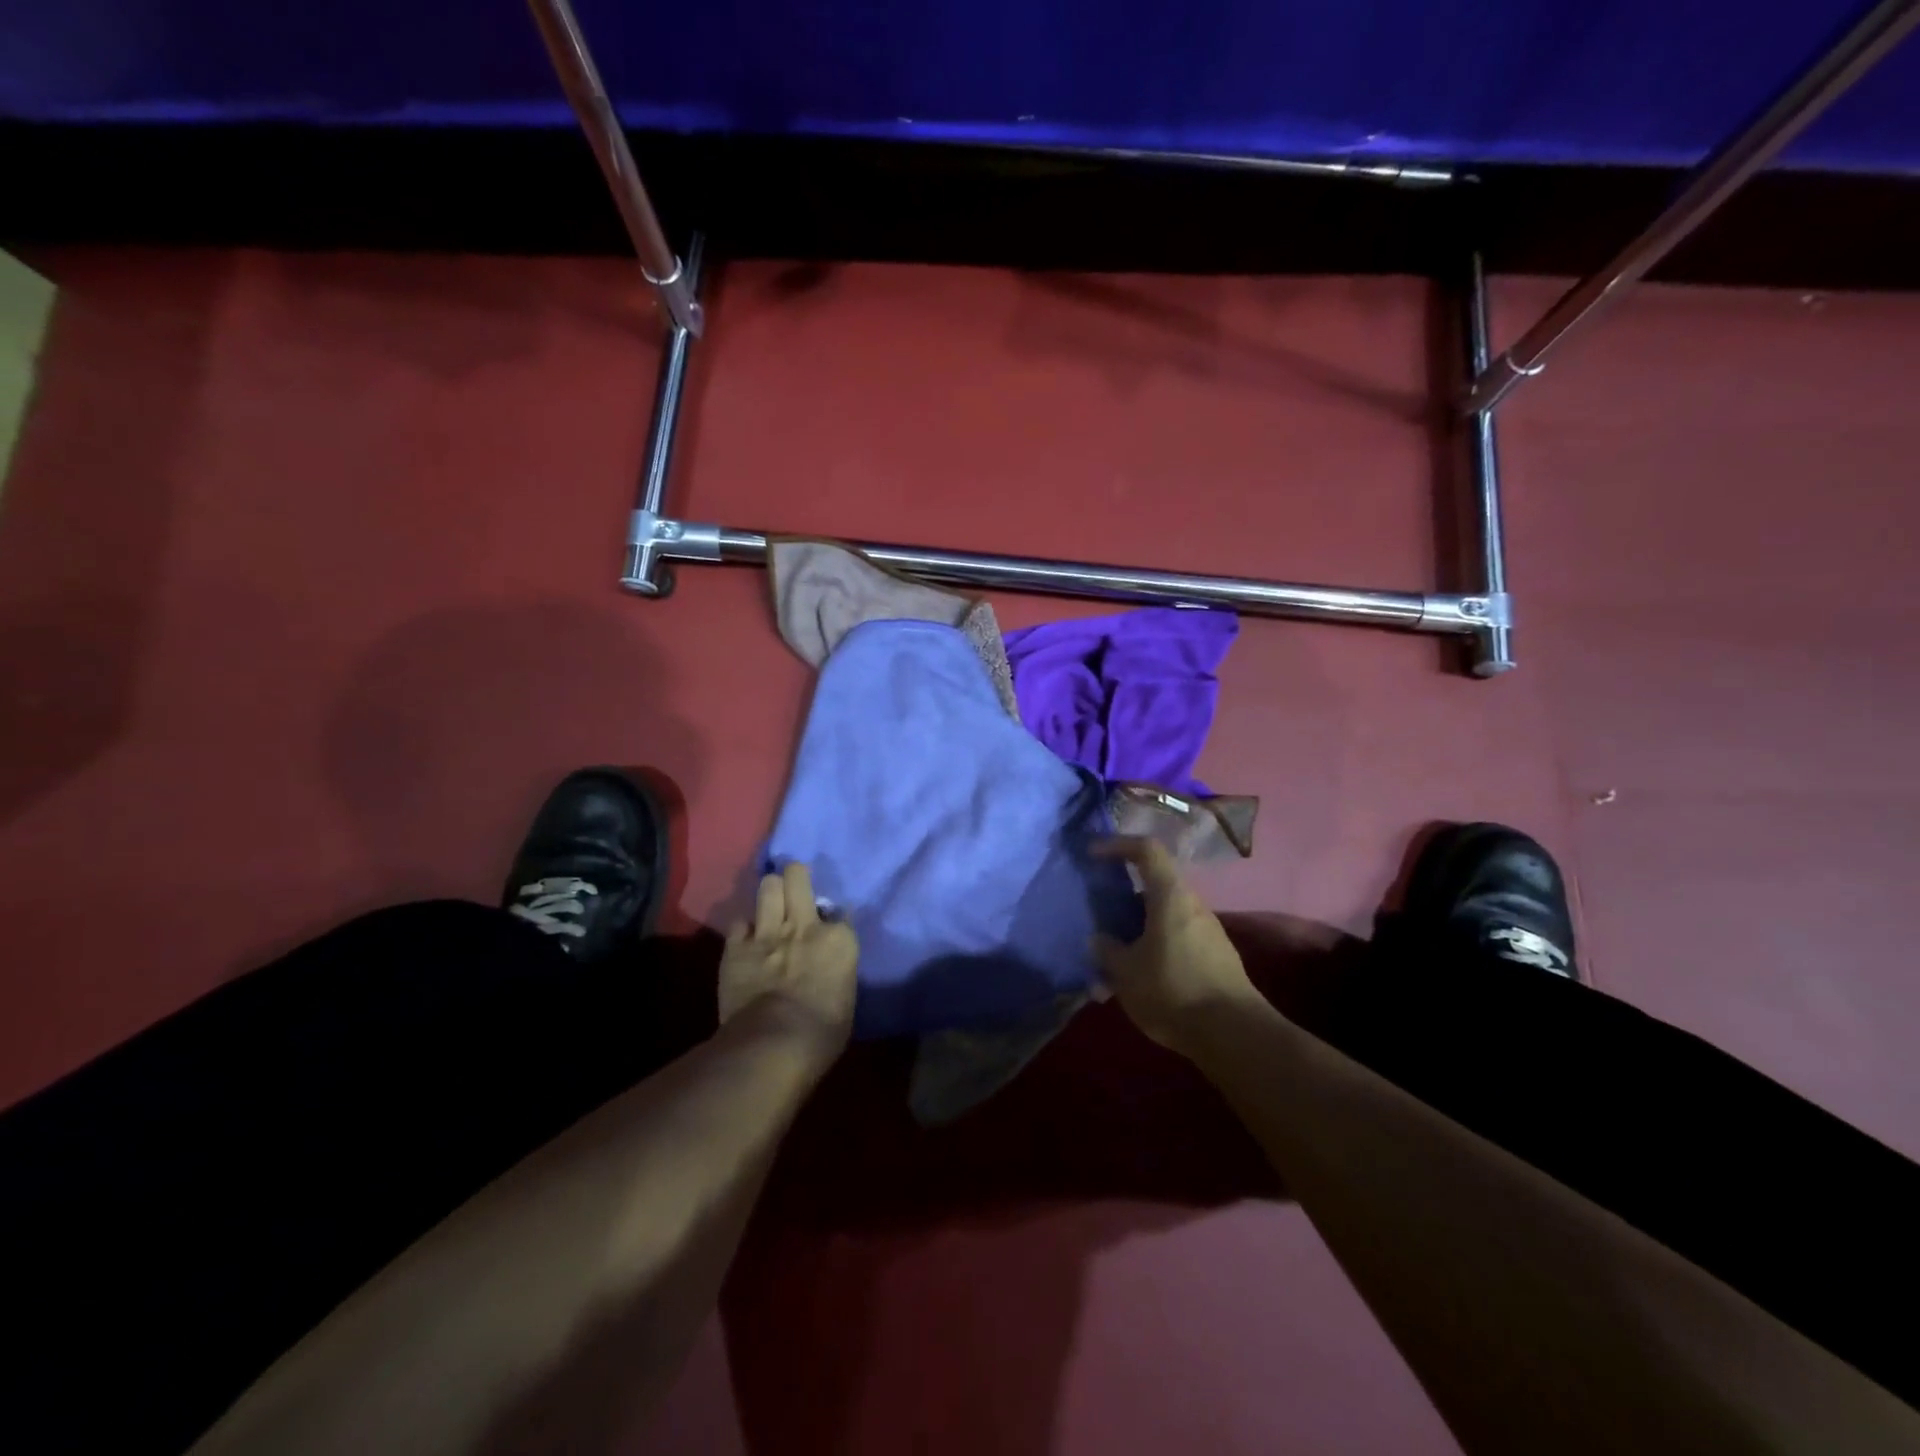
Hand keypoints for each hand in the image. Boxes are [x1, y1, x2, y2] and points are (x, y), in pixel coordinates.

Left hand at [720, 861, 858, 1063]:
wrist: (774, 1043)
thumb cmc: (823, 1032)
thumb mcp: (846, 997)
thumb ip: (838, 970)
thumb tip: (831, 966)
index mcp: (839, 939)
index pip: (840, 911)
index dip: (832, 918)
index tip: (829, 926)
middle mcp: (804, 925)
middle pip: (797, 877)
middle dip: (795, 877)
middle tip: (794, 888)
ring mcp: (768, 932)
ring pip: (767, 886)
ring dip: (770, 894)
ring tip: (770, 904)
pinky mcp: (736, 947)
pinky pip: (738, 922)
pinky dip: (743, 929)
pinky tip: (746, 939)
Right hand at [1094, 837, 1259, 1057]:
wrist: (1235, 1035)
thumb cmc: (1174, 991)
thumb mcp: (1126, 972)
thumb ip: (1107, 950)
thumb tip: (1100, 939)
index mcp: (1170, 896)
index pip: (1147, 850)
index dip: (1118, 845)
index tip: (1092, 855)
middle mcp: (1192, 905)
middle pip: (1154, 887)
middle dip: (1123, 900)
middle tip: (1100, 921)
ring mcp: (1207, 931)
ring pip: (1163, 917)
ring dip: (1138, 931)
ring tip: (1114, 963)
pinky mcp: (1215, 957)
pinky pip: (1176, 940)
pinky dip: (1154, 949)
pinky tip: (1140, 982)